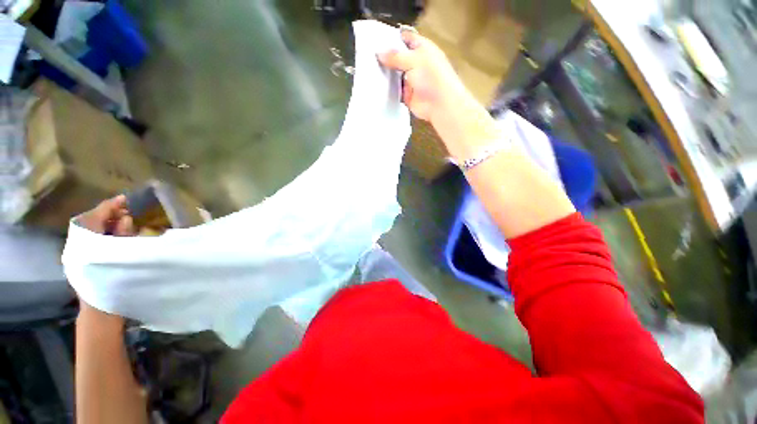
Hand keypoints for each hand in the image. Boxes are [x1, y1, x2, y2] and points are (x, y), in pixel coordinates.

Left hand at [76, 195, 133, 324]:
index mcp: (84, 245)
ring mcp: (79, 254)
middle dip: (108, 213)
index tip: (125, 198)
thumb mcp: (122, 259)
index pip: (93, 218)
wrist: (101, 313)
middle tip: (127, 209)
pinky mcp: (84, 261)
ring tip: (125, 220)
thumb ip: (122, 237)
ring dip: (107, 222)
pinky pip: (93, 239)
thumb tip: (125, 219)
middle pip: (90, 222)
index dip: (108, 206)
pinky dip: (105, 232)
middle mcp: (78, 246)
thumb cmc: (114, 286)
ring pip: (91, 231)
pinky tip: (118, 234)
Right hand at [378, 29, 475, 122]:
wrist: (439, 104)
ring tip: (369, 69)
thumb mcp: (414, 60)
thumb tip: (379, 54)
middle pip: (399, 57)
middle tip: (369, 56)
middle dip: (386, 57)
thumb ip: (396, 56)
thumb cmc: (432, 77)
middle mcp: (417, 63)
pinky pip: (395, 90)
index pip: (406, 39)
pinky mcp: (407, 95)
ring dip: (386, 74)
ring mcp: (412, 80)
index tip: (377, 40)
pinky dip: (388, 89)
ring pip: (395, 74)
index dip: (393, 38)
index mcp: (422, 49)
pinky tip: (376, 86)